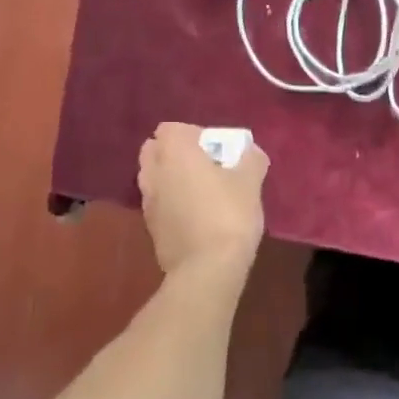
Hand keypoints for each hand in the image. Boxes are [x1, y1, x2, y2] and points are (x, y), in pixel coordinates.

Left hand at [137, 124, 268, 280]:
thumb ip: (250, 159)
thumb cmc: (229, 215)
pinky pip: (159, 204)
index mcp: (174, 153)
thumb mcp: (251, 182)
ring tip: (202, 193)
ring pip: (154, 178)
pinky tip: (196, 217)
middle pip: (155, 151)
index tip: (216, 150)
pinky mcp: (150, 229)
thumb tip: (250, 153)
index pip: (171, 129)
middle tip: (205, 167)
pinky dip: (172, 204)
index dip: (193, 135)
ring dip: (172, 179)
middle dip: (176, 154)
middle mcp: (153, 173)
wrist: (207, 269)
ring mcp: (147, 203)